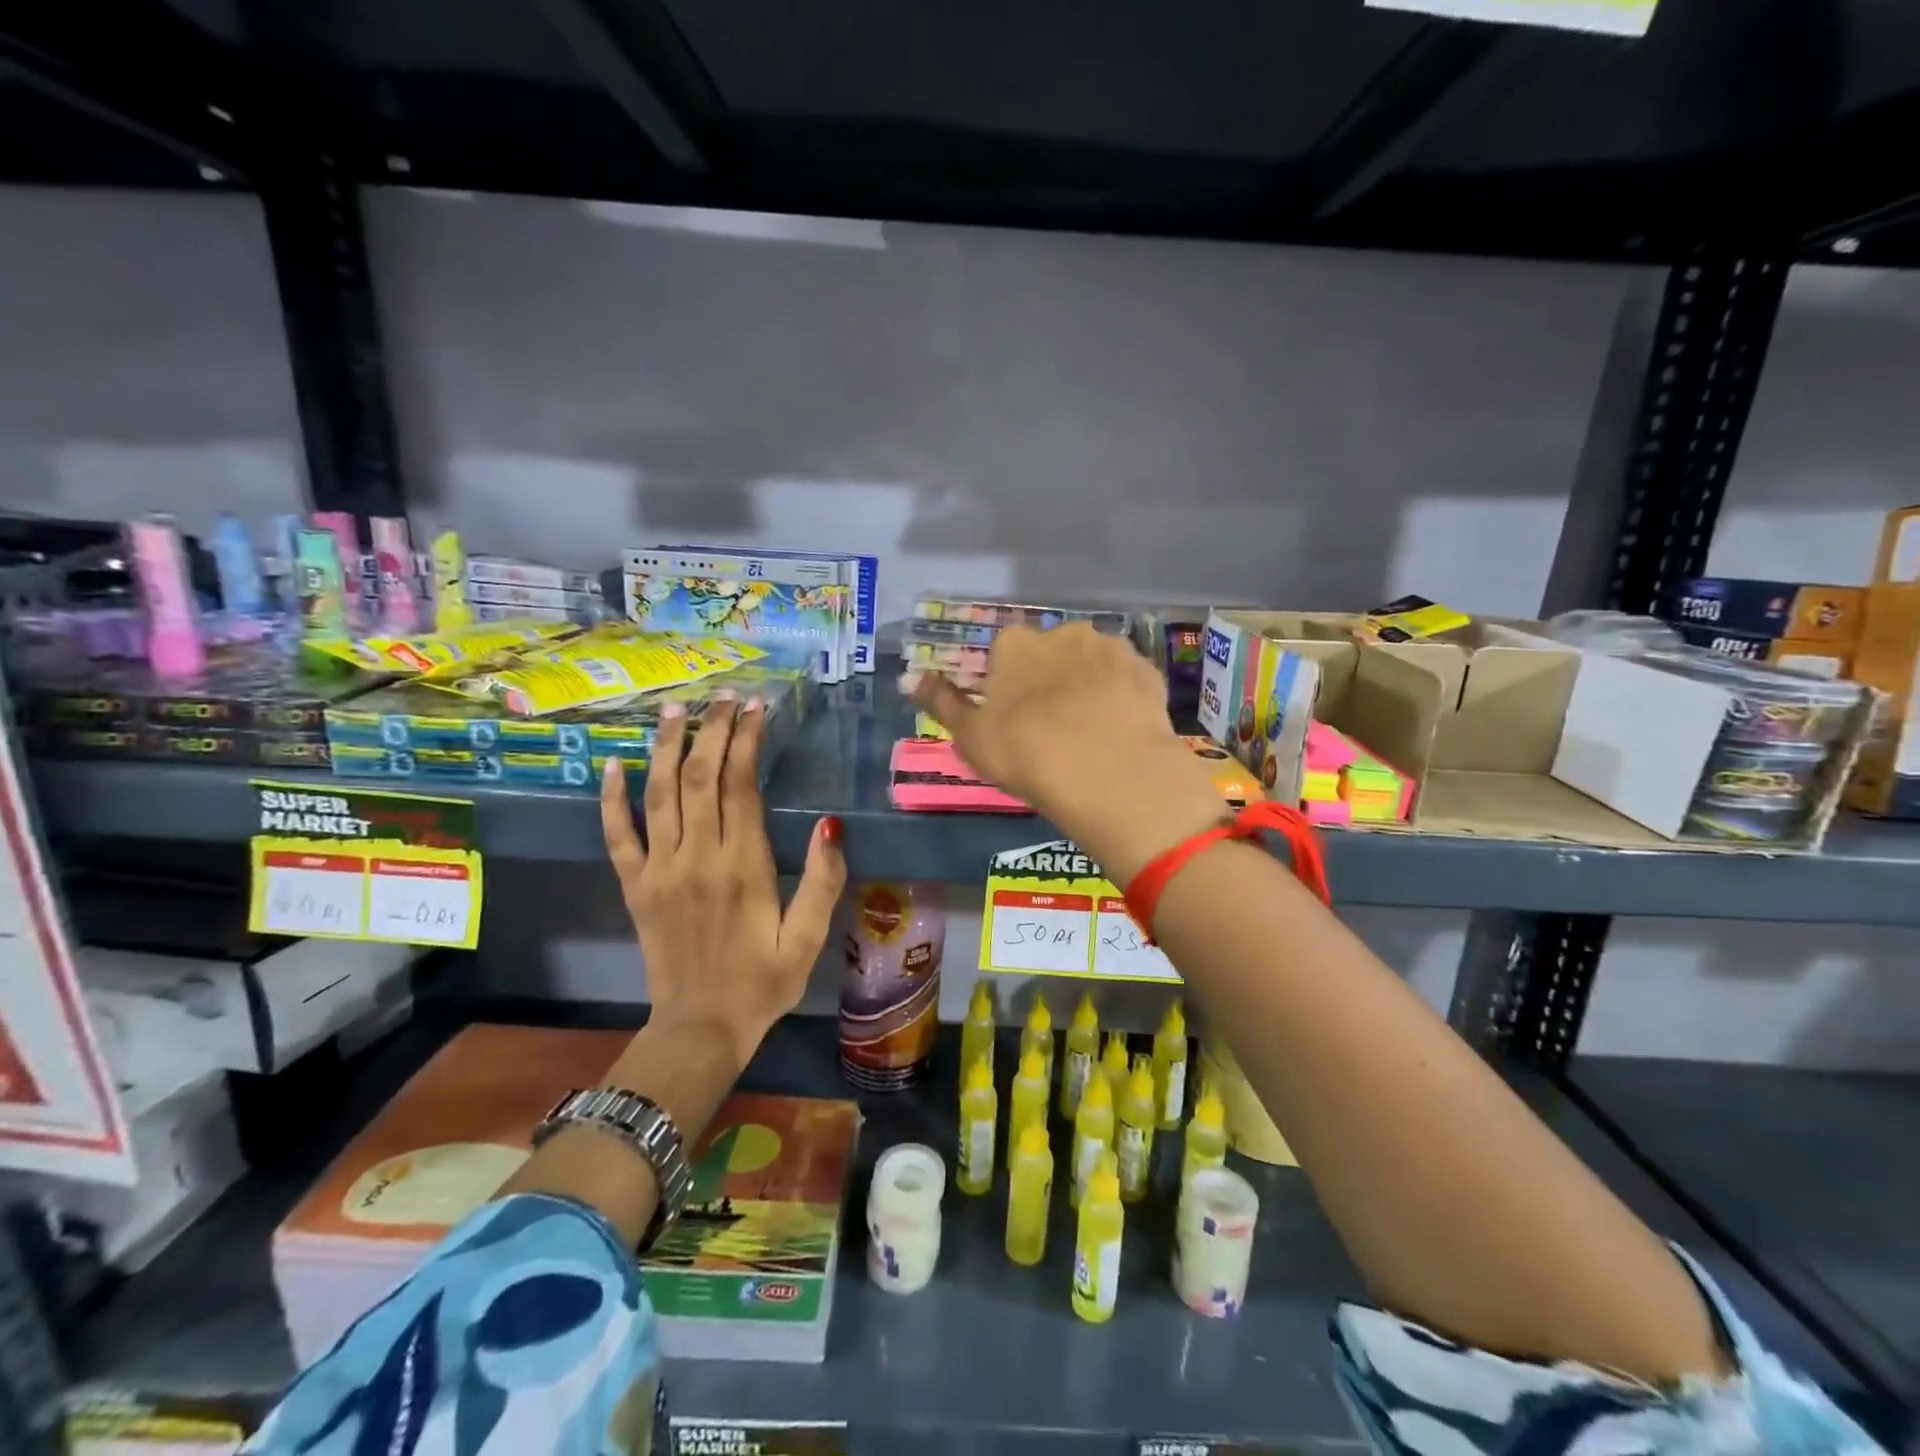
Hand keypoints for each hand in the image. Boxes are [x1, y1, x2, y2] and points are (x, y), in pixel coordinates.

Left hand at [601, 694, 846, 1063]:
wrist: (699, 1030)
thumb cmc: (763, 983)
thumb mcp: (808, 939)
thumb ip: (823, 881)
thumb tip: (829, 824)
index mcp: (743, 867)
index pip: (741, 786)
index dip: (746, 741)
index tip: (755, 709)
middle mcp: (697, 858)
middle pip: (700, 778)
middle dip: (711, 731)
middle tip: (722, 697)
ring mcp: (659, 871)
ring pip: (659, 794)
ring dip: (666, 748)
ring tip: (674, 709)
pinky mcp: (635, 887)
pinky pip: (617, 836)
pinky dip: (612, 799)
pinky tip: (612, 765)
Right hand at [909, 624, 1225, 882]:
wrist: (1108, 770)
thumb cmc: (1027, 753)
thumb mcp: (971, 736)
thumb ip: (941, 702)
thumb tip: (908, 677)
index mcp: (1015, 645)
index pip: (1004, 656)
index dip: (1006, 687)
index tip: (1013, 720)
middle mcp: (1062, 633)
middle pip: (1049, 655)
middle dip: (1048, 681)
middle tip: (1051, 729)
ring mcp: (1109, 648)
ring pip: (1089, 664)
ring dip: (1086, 686)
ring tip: (1089, 732)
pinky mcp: (1146, 670)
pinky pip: (1124, 680)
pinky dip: (1119, 697)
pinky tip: (1119, 730)